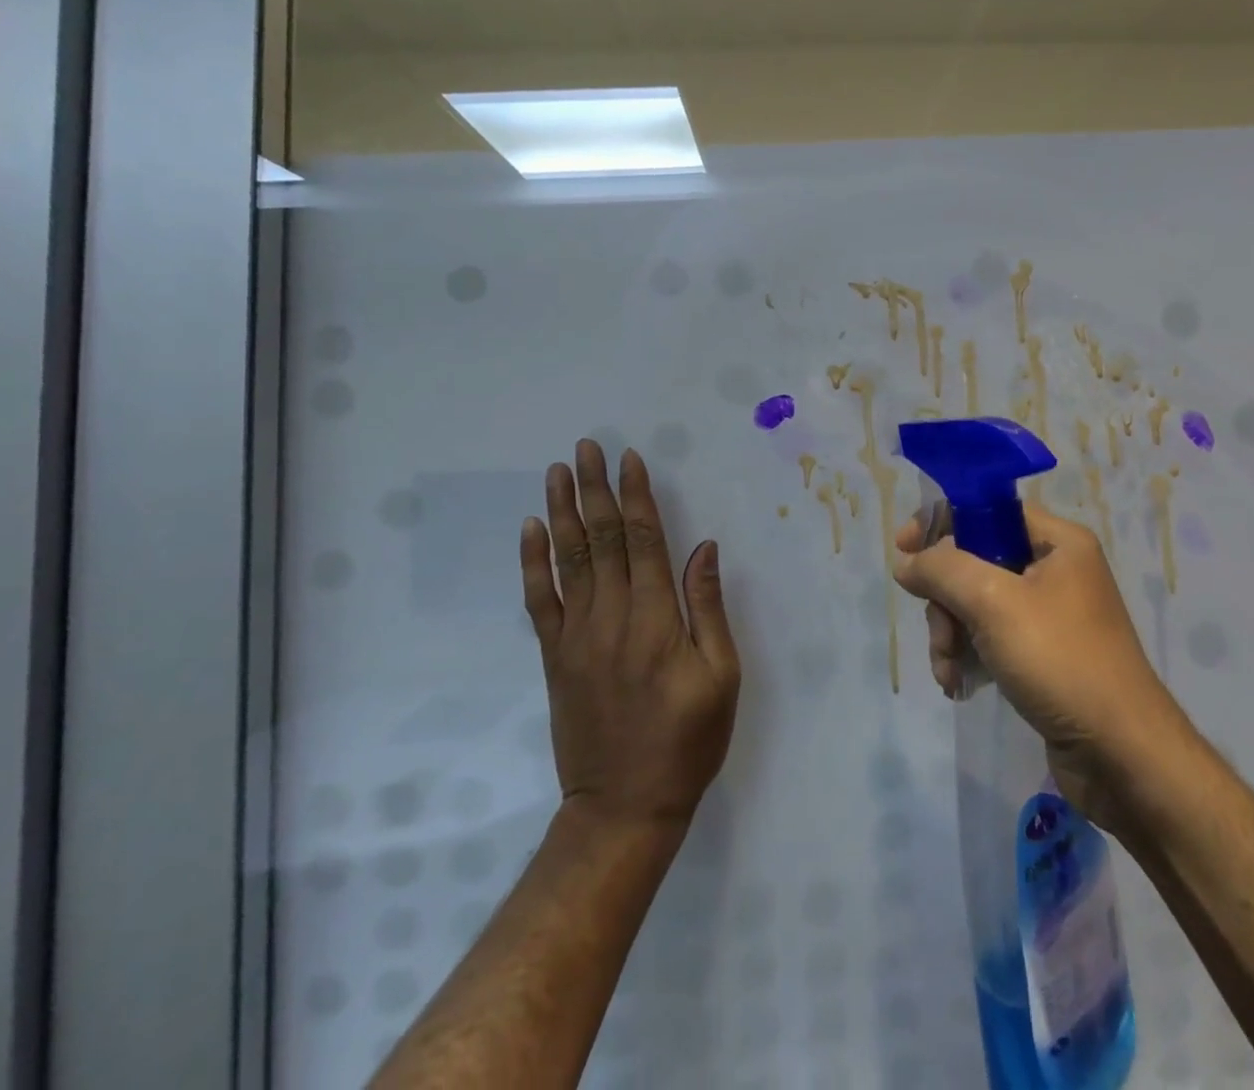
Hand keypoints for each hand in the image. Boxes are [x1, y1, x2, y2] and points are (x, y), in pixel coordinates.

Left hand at [522, 440, 740, 829]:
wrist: (623, 807)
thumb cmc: (686, 741)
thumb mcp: (721, 677)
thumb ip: (708, 608)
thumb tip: (703, 548)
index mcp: (656, 618)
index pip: (643, 540)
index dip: (636, 495)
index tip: (629, 458)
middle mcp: (612, 616)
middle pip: (601, 538)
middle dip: (595, 489)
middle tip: (586, 447)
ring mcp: (576, 635)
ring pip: (568, 559)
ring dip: (563, 511)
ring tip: (558, 471)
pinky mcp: (554, 656)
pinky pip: (540, 600)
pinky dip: (533, 562)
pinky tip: (532, 529)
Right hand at [893, 504, 1191, 831]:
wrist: (1122, 755)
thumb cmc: (1060, 660)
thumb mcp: (993, 602)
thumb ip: (942, 570)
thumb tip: (907, 562)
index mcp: (1058, 542)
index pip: (988, 509)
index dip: (942, 523)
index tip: (905, 548)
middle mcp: (1056, 570)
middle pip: (975, 561)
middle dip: (945, 598)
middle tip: (940, 632)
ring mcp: (1050, 615)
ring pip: (976, 603)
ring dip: (950, 634)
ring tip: (948, 670)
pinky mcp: (1043, 655)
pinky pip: (990, 637)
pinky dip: (968, 655)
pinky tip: (958, 684)